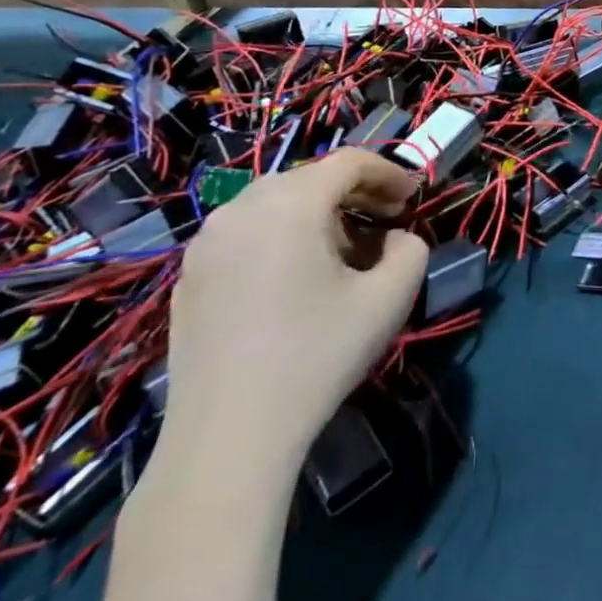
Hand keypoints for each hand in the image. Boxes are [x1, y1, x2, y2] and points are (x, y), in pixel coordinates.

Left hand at [159, 149, 427, 480]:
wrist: (227, 438)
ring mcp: (206, 244)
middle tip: (385, 222)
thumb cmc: (317, 355)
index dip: (389, 173)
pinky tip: (295, 282)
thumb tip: (396, 240)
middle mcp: (241, 209)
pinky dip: (280, 238)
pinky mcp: (188, 279)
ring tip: (342, 252)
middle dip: (355, 193)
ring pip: (274, 204)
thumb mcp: (391, 297)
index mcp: (290, 203)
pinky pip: (245, 234)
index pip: (349, 162)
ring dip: (317, 214)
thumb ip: (412, 249)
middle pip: (310, 178)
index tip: (413, 200)